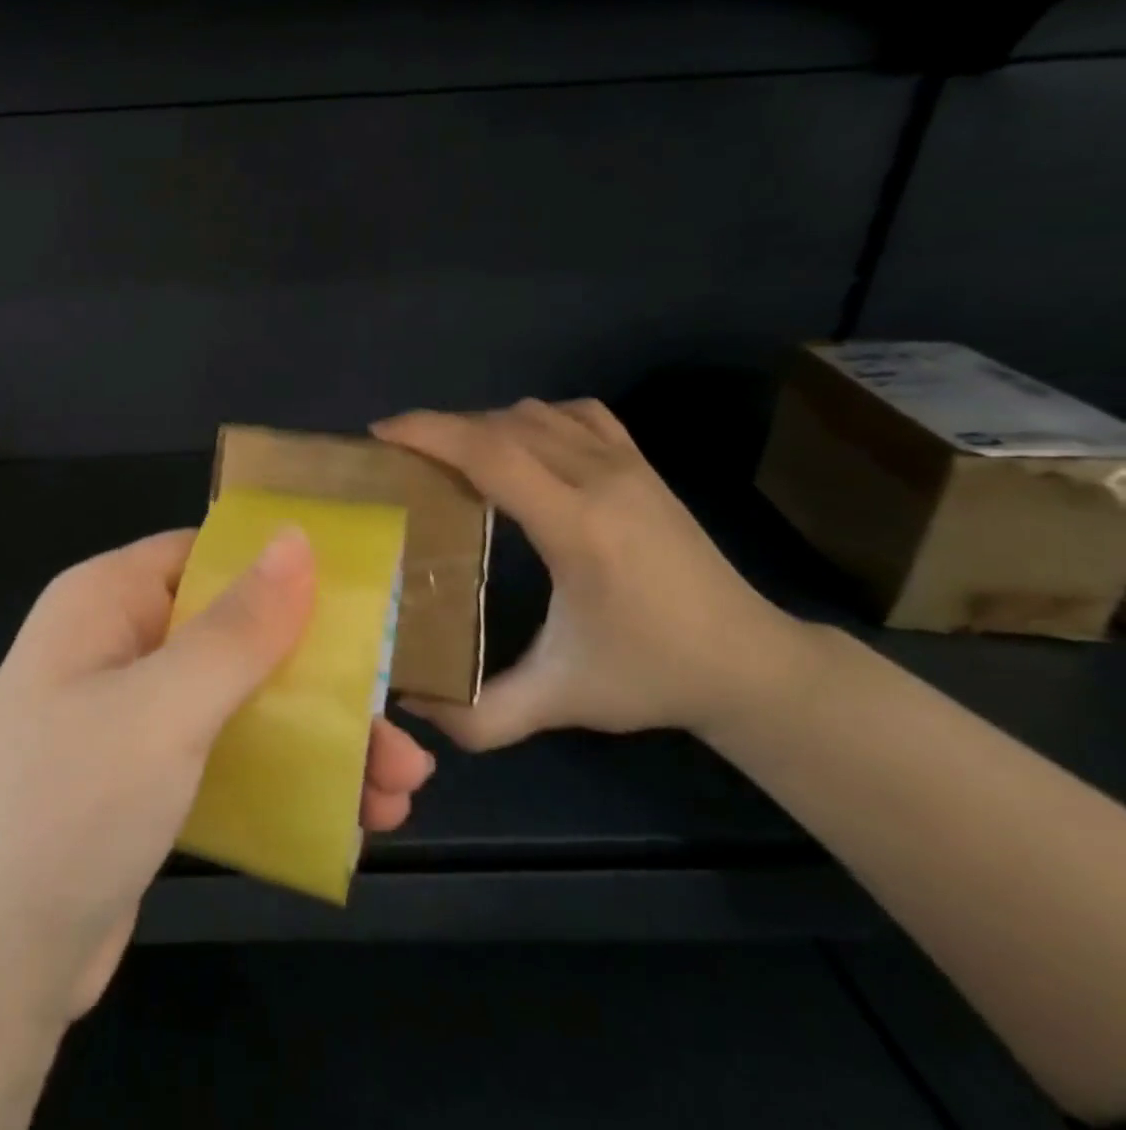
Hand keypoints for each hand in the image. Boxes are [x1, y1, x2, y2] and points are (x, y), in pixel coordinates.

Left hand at [0, 528, 435, 1033]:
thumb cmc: (68, 808)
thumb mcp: (163, 708)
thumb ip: (238, 626)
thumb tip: (297, 537)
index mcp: (105, 601)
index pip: (206, 555)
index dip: (282, 573)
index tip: (365, 607)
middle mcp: (114, 647)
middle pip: (234, 636)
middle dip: (321, 682)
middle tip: (400, 734)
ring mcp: (126, 719)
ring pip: (238, 703)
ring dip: (317, 741)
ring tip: (398, 794)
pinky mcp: (139, 784)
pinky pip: (223, 759)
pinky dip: (281, 781)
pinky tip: (347, 822)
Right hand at [373, 401, 807, 749]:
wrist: (751, 663)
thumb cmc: (651, 675)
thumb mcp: (561, 701)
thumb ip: (481, 715)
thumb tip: (408, 705)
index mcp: (579, 528)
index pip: (491, 453)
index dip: (428, 433)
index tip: (379, 436)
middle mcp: (602, 480)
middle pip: (501, 425)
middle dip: (439, 428)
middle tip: (396, 456)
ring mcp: (628, 465)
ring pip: (534, 414)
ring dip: (481, 426)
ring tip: (446, 458)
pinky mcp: (642, 464)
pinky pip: (574, 415)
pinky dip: (531, 419)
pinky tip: (517, 448)